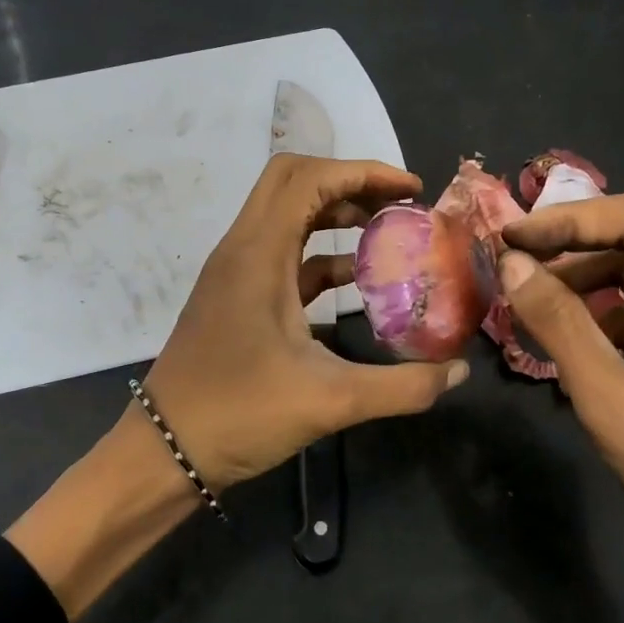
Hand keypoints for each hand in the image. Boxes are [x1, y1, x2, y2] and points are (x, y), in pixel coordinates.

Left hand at [145, 153, 469, 485]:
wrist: (165, 450)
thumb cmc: (239, 414)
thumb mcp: (329, 401)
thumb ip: (401, 387)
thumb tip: (458, 372)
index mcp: (258, 254)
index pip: (309, 178)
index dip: (364, 172)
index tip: (412, 191)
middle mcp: (242, 248)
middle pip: (293, 181)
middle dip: (349, 183)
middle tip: (398, 206)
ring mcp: (234, 271)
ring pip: (286, 215)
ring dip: (335, 214)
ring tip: (387, 233)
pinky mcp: (235, 296)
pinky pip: (282, 254)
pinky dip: (321, 254)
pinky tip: (357, 282)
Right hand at [500, 192, 623, 622]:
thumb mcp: (615, 403)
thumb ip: (560, 327)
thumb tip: (512, 265)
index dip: (571, 219)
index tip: (512, 237)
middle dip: (572, 252)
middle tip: (511, 269)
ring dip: (584, 289)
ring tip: (528, 306)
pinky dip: (603, 325)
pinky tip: (565, 345)